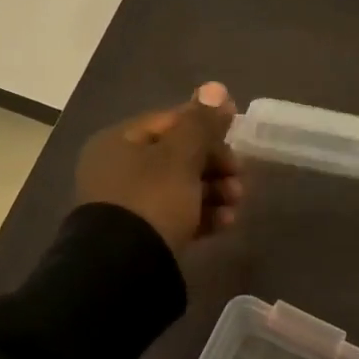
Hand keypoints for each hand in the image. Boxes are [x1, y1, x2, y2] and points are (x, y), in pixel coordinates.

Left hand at [75, 82, 243, 253]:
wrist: (123, 270)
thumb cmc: (152, 200)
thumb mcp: (181, 157)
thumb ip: (201, 123)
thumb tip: (217, 88)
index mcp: (119, 141)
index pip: (170, 122)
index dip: (206, 126)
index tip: (236, 139)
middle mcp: (118, 169)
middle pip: (177, 156)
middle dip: (215, 165)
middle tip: (240, 177)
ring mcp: (127, 205)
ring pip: (180, 188)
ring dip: (214, 192)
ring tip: (236, 204)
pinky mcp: (140, 235)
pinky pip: (176, 215)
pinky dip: (202, 215)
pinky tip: (225, 223)